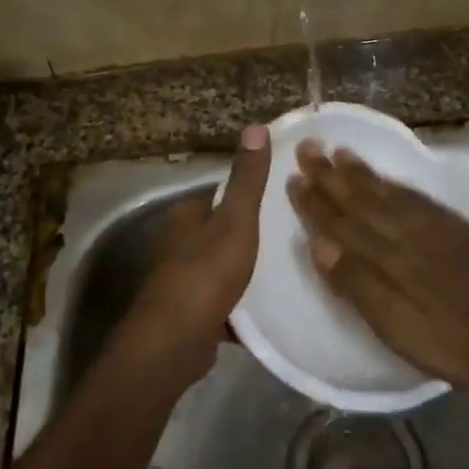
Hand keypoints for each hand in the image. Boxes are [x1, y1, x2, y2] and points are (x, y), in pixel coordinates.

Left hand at [115, 124, 270, 385]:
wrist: (175, 342)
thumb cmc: (206, 272)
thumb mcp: (236, 219)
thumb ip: (248, 178)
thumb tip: (256, 126)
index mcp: (186, 216)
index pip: (221, 195)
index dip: (250, 195)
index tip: (283, 199)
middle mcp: (179, 245)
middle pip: (222, 231)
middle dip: (252, 235)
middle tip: (293, 236)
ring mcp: (183, 282)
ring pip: (223, 267)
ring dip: (248, 271)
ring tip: (289, 270)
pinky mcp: (192, 315)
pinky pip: (225, 302)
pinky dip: (244, 304)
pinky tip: (271, 309)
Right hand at [288, 141, 468, 388]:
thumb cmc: (457, 341)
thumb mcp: (400, 328)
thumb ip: (359, 286)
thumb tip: (318, 245)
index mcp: (389, 257)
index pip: (342, 223)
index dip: (316, 202)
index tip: (293, 178)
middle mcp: (408, 232)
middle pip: (362, 199)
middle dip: (332, 175)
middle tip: (308, 147)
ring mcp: (436, 226)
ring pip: (388, 192)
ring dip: (361, 173)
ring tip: (340, 152)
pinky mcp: (458, 228)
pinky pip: (416, 196)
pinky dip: (395, 184)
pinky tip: (388, 180)